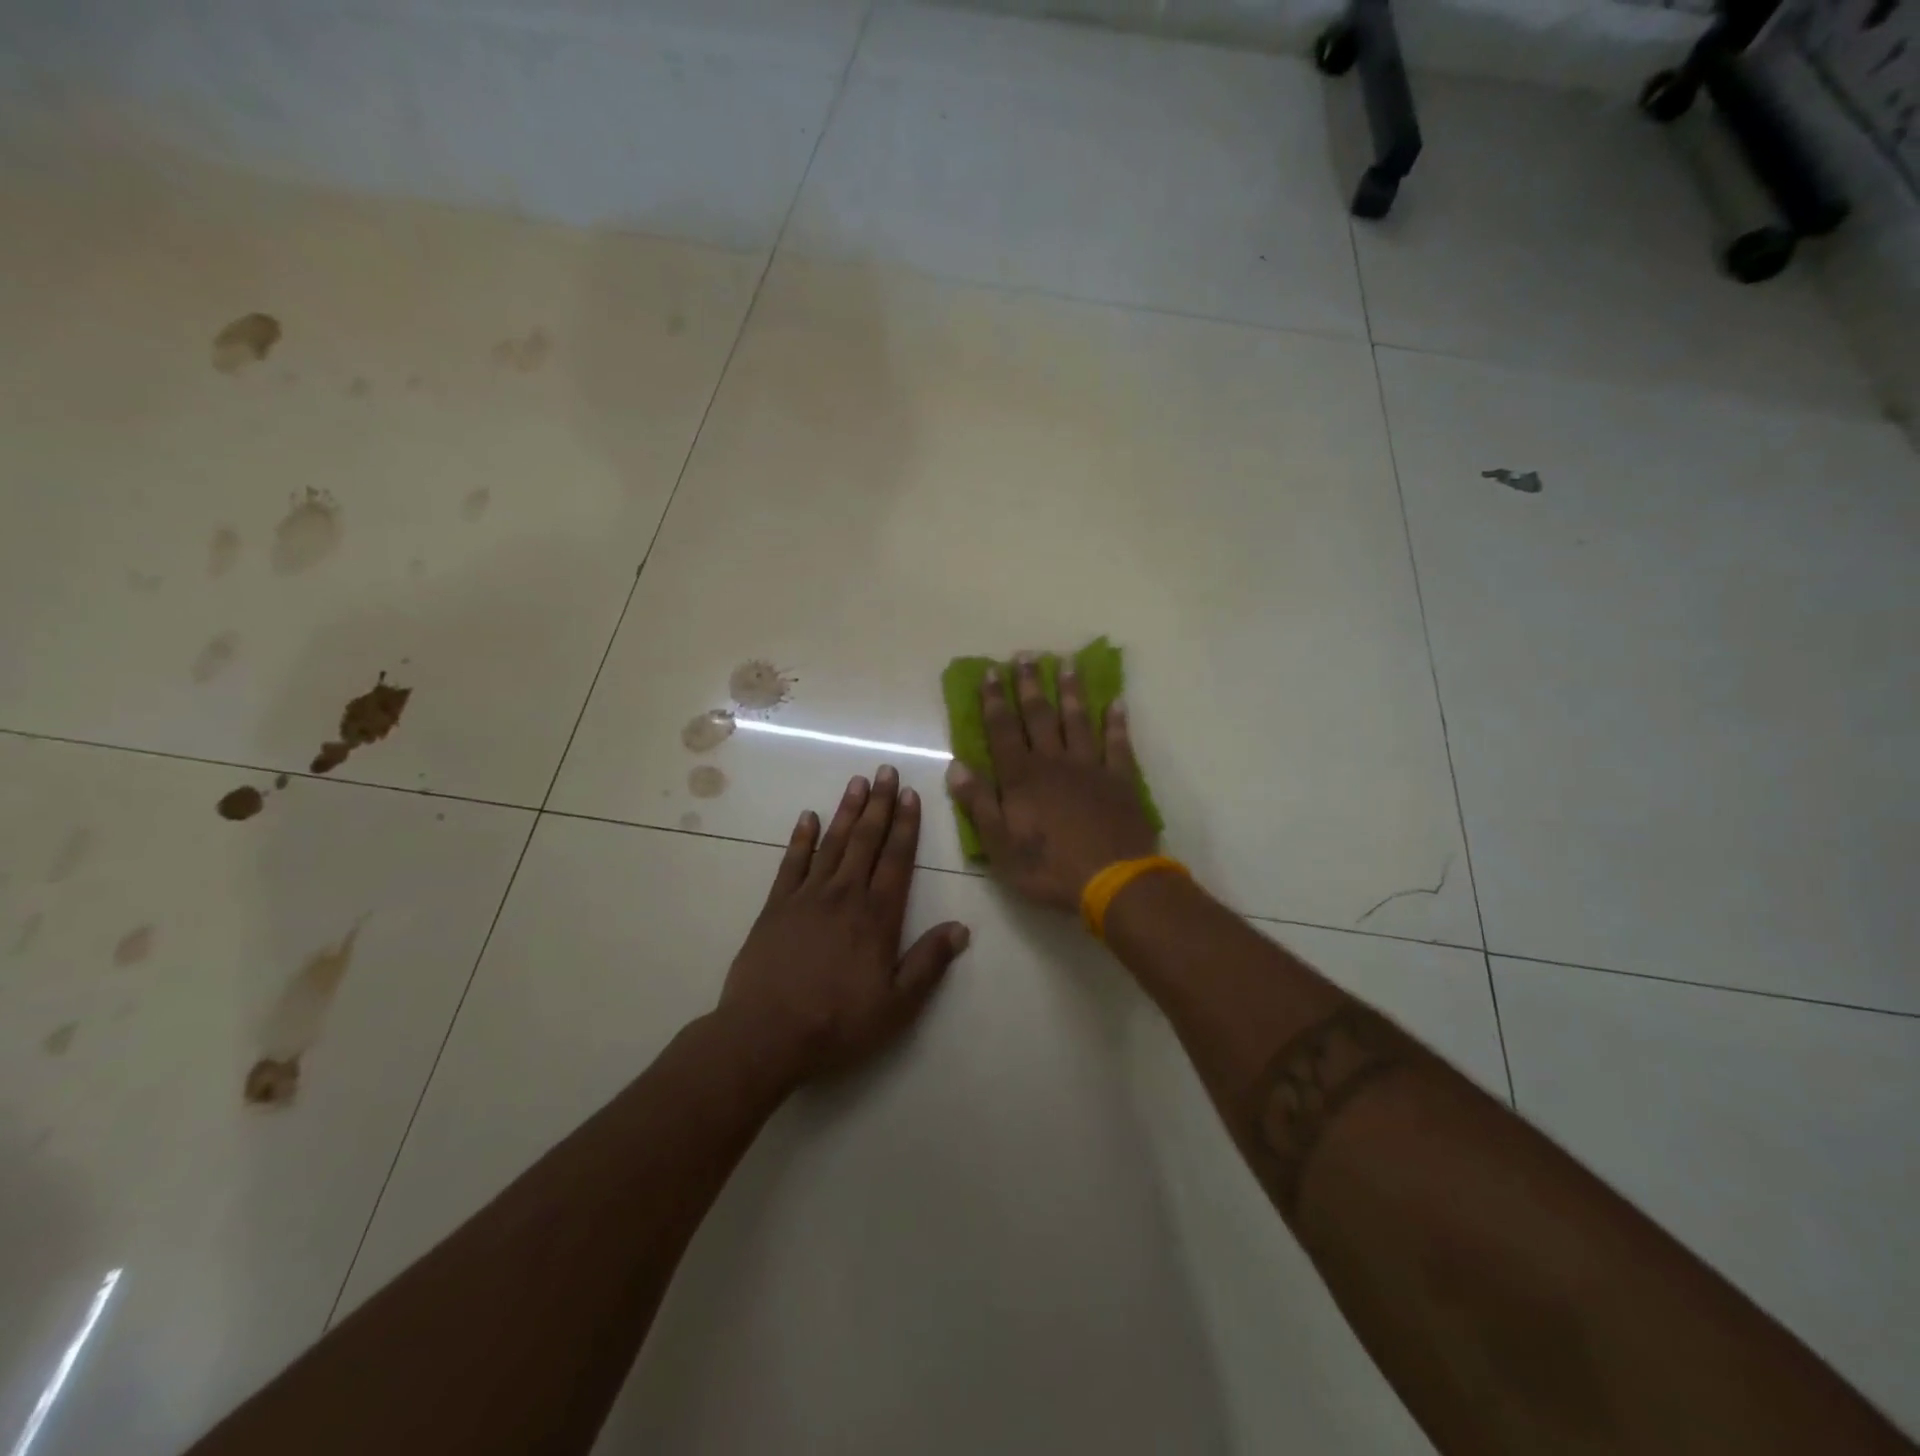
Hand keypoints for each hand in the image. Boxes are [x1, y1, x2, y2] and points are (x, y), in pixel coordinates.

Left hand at [718, 766, 969, 1083]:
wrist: (765, 1034)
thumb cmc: (837, 1023)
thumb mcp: (897, 1005)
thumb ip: (929, 963)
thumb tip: (962, 928)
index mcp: (877, 916)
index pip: (896, 859)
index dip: (906, 825)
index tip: (911, 794)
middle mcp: (844, 895)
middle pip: (866, 840)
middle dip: (879, 804)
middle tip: (886, 770)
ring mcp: (807, 896)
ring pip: (832, 843)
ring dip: (846, 811)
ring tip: (857, 782)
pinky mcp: (776, 906)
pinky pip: (792, 862)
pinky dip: (802, 838)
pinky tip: (808, 817)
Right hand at [945, 655, 1157, 910]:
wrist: (1112, 881)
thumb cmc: (1049, 868)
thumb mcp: (1000, 845)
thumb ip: (979, 803)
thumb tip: (957, 766)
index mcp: (1022, 778)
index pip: (1003, 730)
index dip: (994, 701)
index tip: (990, 672)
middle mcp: (1054, 762)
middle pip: (1039, 717)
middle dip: (1029, 686)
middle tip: (1025, 657)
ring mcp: (1090, 768)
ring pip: (1078, 721)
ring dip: (1070, 692)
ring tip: (1066, 664)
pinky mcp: (1120, 780)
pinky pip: (1118, 744)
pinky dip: (1116, 723)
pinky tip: (1116, 703)